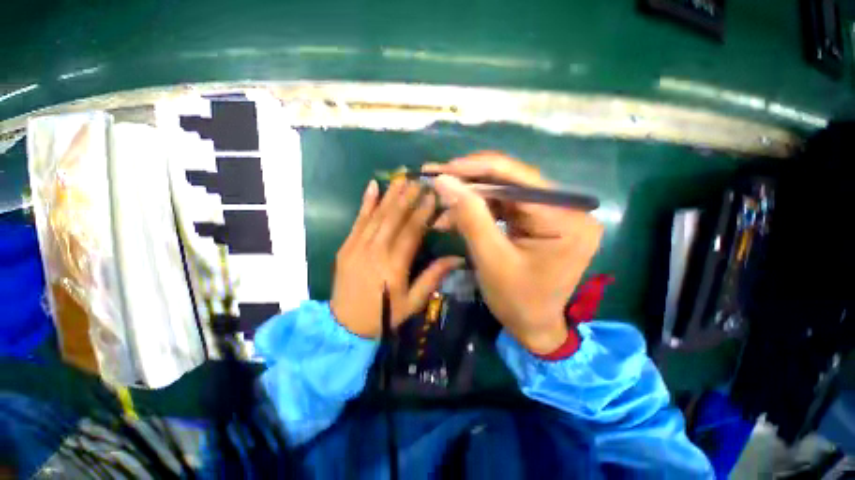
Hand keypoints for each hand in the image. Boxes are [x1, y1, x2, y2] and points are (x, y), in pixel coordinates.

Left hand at [330, 179, 463, 337]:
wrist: (345, 326)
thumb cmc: (384, 315)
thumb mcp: (413, 302)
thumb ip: (433, 277)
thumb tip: (457, 258)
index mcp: (394, 265)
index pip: (412, 231)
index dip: (423, 211)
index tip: (432, 194)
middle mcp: (376, 250)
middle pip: (394, 218)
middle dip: (408, 196)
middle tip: (419, 179)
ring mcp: (358, 246)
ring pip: (377, 215)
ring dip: (390, 195)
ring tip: (401, 178)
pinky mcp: (346, 247)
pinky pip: (357, 221)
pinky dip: (366, 203)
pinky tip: (373, 186)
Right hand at [423, 152, 603, 354]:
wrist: (533, 326)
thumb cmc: (516, 300)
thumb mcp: (491, 259)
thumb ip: (470, 216)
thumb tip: (444, 180)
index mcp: (566, 219)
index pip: (518, 179)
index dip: (476, 169)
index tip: (442, 168)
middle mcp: (567, 209)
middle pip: (511, 182)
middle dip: (470, 182)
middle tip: (438, 180)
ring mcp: (554, 213)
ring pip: (503, 192)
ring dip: (470, 198)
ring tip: (442, 204)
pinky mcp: (539, 220)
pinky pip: (504, 206)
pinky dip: (478, 209)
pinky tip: (456, 215)